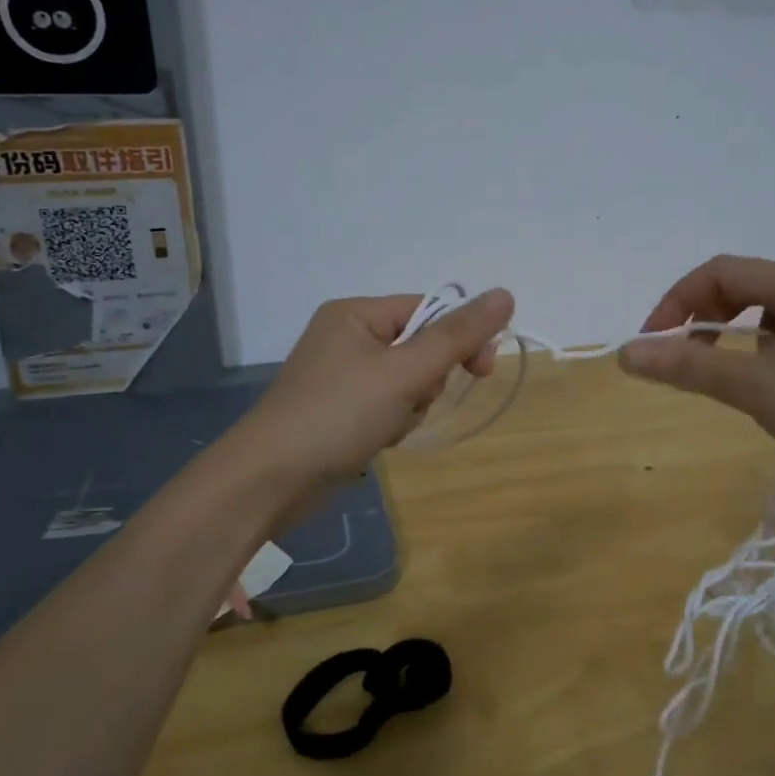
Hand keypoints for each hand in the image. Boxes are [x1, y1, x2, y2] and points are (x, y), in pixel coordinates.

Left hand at [236, 288, 515, 492]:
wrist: (269, 480)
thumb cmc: (338, 415)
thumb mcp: (405, 372)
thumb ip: (457, 336)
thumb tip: (505, 294)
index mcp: (355, 314)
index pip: (428, 310)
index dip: (459, 338)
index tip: (482, 370)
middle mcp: (346, 336)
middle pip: (419, 347)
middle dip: (427, 380)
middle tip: (415, 401)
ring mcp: (340, 375)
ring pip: (407, 381)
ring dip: (411, 406)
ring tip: (388, 426)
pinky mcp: (338, 409)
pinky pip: (387, 404)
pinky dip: (392, 422)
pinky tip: (377, 440)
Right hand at [618, 255, 774, 483]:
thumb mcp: (754, 387)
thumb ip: (688, 367)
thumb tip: (627, 354)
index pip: (720, 271)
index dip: (677, 302)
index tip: (654, 342)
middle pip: (746, 285)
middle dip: (704, 316)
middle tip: (682, 356)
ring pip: (771, 310)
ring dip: (734, 332)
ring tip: (725, 371)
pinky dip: (766, 346)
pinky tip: (772, 381)